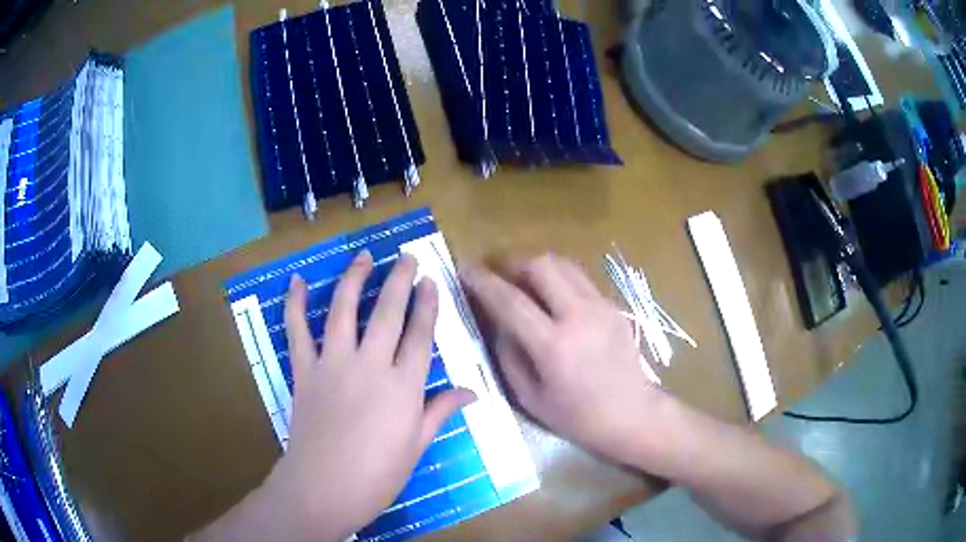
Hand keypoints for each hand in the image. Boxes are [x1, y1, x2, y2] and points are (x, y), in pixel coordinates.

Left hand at [266, 251, 475, 540]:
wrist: (323, 488)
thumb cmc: (377, 475)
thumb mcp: (416, 446)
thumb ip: (440, 411)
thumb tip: (472, 392)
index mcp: (403, 387)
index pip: (420, 335)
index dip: (427, 305)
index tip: (430, 280)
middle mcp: (369, 365)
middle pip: (387, 313)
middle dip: (399, 280)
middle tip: (406, 257)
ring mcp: (332, 364)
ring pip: (344, 310)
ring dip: (354, 278)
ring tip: (364, 256)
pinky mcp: (304, 370)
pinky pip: (297, 330)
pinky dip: (295, 304)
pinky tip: (297, 281)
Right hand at [461, 253, 672, 467]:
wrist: (633, 414)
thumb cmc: (577, 416)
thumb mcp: (530, 397)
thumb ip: (508, 355)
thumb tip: (497, 322)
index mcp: (554, 346)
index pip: (510, 301)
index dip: (482, 281)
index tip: (465, 270)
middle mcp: (579, 317)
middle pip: (541, 265)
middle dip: (513, 264)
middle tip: (500, 278)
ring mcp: (601, 307)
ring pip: (563, 264)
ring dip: (538, 268)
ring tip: (526, 285)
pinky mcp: (614, 306)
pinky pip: (580, 280)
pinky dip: (559, 281)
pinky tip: (555, 302)